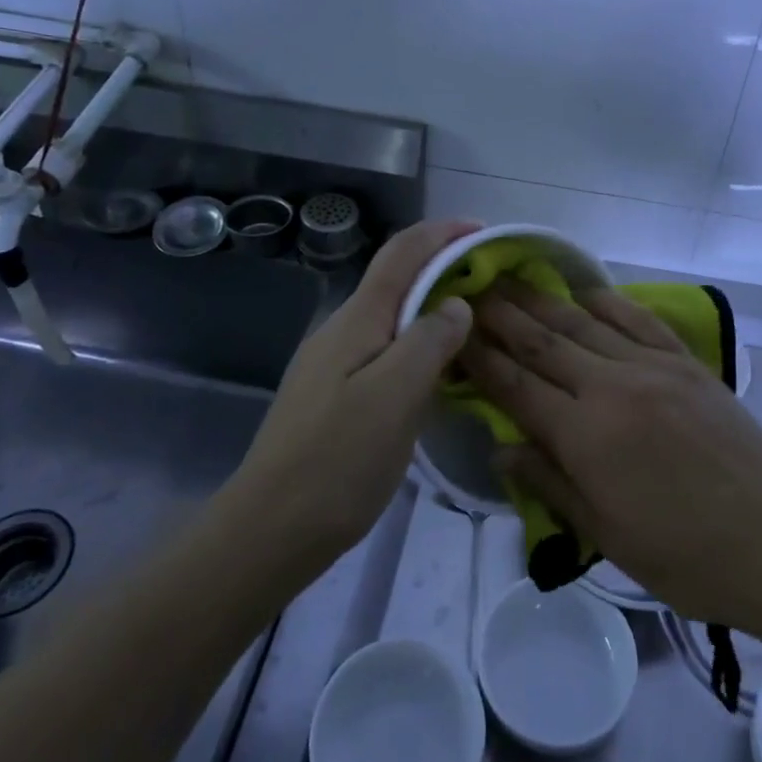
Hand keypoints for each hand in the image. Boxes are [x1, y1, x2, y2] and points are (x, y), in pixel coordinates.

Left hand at [233, 218, 478, 570]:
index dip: (441, 233)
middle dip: (442, 268)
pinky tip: (438, 372)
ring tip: (474, 324)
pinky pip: (384, 351)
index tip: (483, 231)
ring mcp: (333, 363)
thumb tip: (456, 304)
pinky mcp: (333, 395)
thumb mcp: (396, 396)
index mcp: (358, 319)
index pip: (402, 253)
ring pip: (391, 318)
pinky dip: (418, 344)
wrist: (269, 530)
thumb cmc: (338, 460)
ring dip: (432, 308)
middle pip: (396, 280)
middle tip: (492, 284)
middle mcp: (341, 330)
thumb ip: (429, 341)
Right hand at [461, 282, 761, 629]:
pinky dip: (609, 301)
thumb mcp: (606, 535)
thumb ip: (550, 483)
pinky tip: (587, 290)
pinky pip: (640, 320)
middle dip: (502, 317)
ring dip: (544, 301)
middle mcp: (613, 388)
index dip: (481, 360)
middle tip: (472, 292)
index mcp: (586, 436)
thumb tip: (500, 448)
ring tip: (512, 280)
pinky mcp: (686, 362)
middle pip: (544, 344)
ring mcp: (653, 368)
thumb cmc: (684, 554)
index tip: (454, 334)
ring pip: (585, 324)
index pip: (517, 388)